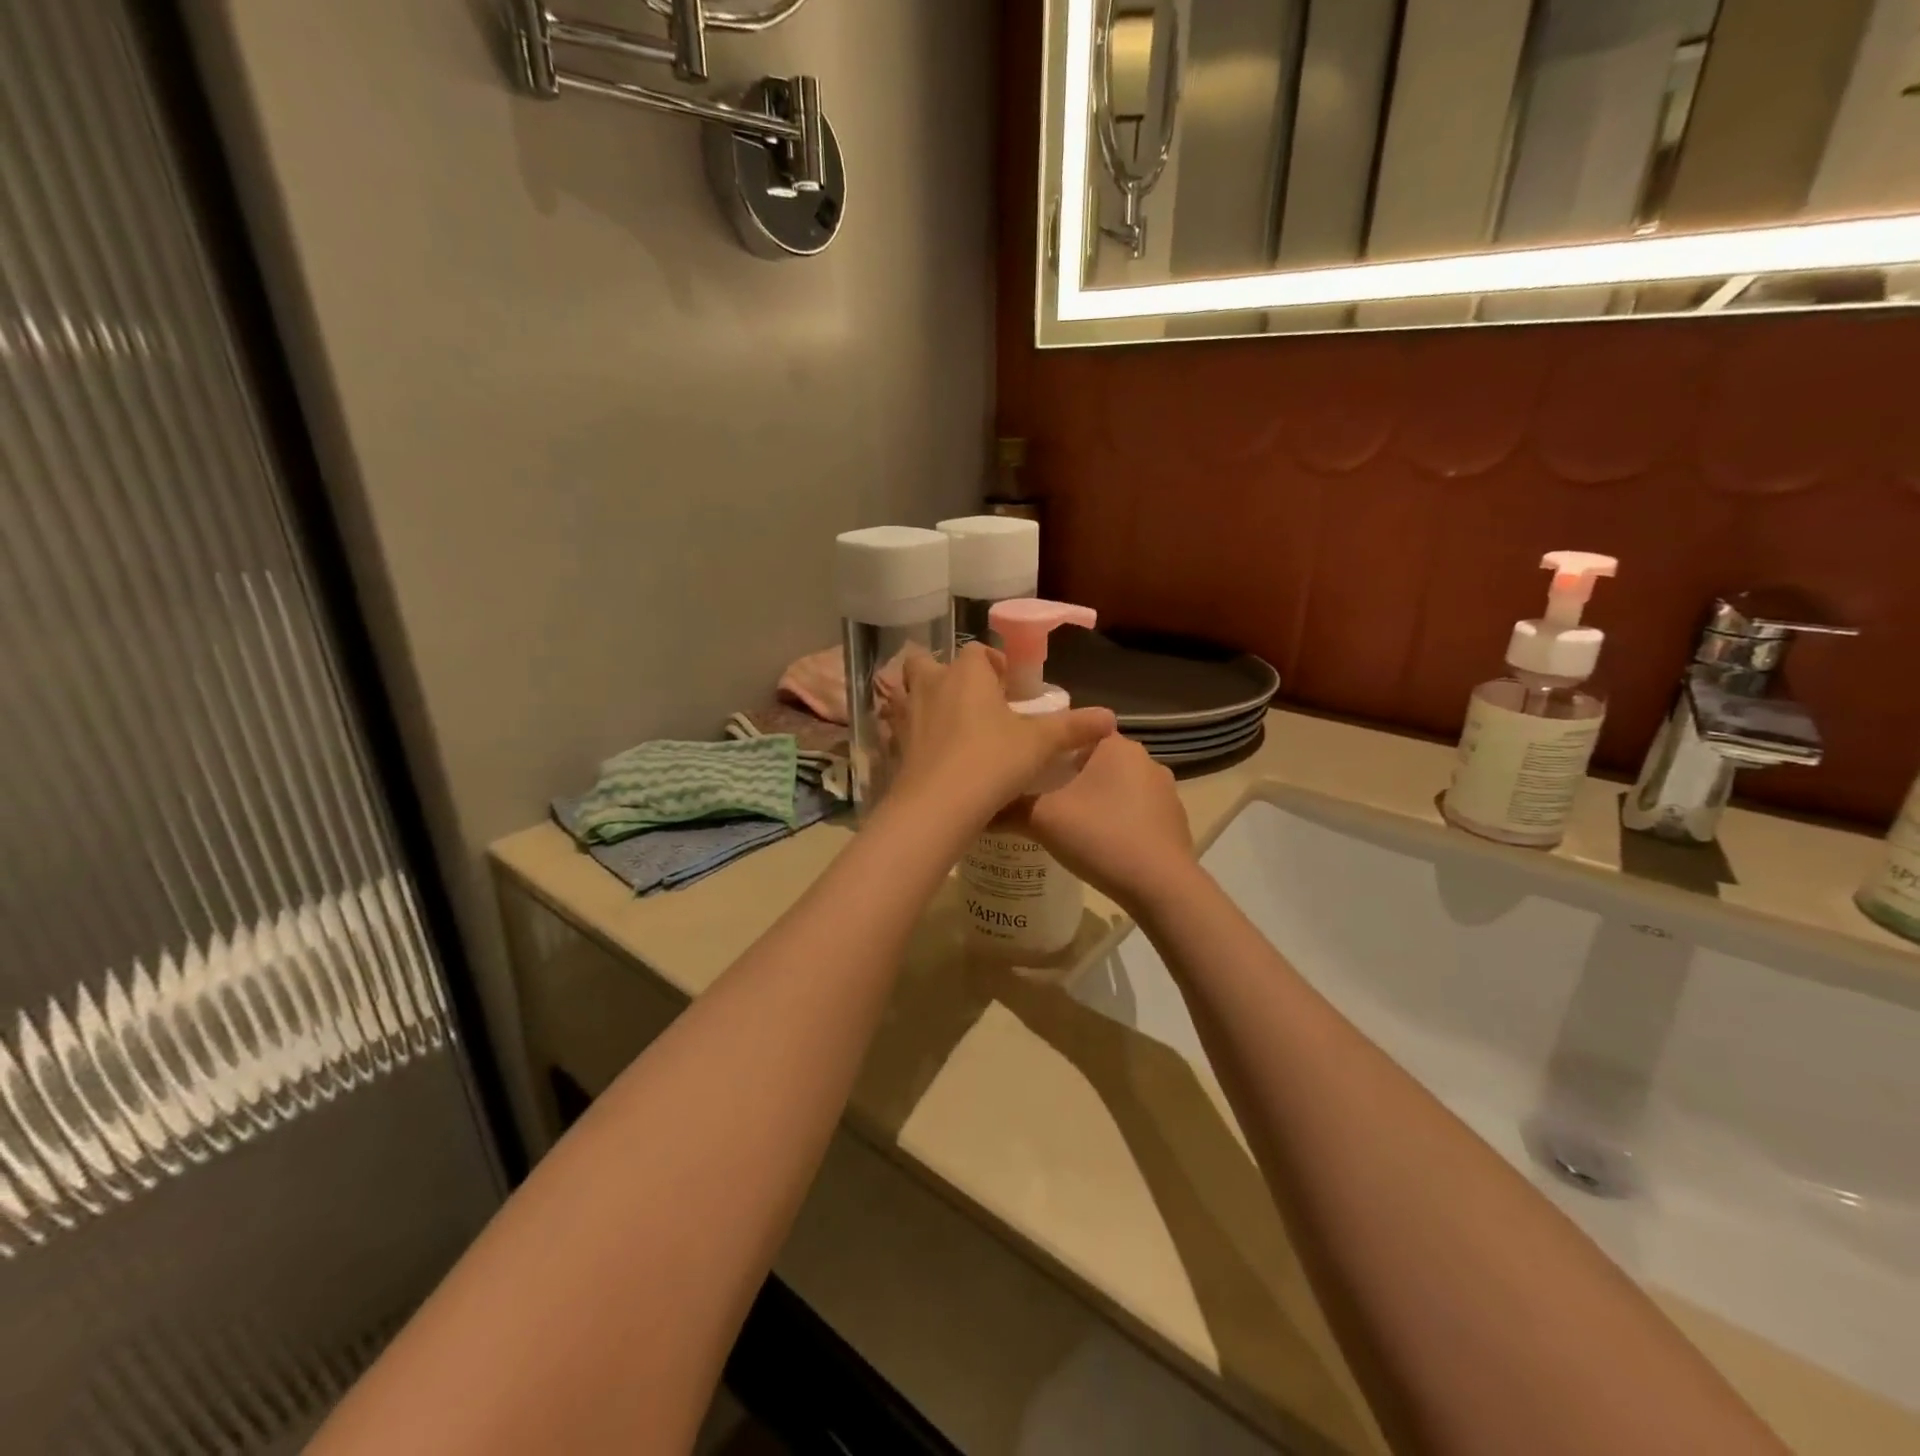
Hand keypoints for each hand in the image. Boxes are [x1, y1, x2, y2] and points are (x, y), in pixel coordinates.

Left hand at [884, 643, 1115, 837]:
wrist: (937, 806)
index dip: (994, 667)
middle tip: (972, 703)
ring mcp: (905, 713)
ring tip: (944, 723)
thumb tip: (1111, 717)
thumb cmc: (991, 762)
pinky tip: (926, 751)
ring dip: (920, 698)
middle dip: (946, 675)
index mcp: (966, 673)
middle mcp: (930, 684)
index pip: (978, 652)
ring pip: (903, 690)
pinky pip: (895, 725)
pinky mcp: (891, 743)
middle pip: (928, 663)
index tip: (1010, 692)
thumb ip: (1073, 728)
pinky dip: (907, 730)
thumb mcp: (1039, 745)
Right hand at [1014, 735, 1195, 912]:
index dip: (1052, 747)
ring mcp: (1165, 791)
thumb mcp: (1042, 819)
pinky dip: (1117, 821)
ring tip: (1068, 824)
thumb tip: (980, 808)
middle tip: (1041, 798)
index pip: (1078, 731)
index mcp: (1117, 746)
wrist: (1160, 887)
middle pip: (1097, 760)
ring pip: (1118, 787)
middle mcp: (1146, 760)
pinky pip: (1136, 812)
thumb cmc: (1100, 837)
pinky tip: (1100, 844)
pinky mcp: (1174, 821)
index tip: (1030, 767)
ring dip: (1096, 800)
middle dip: (1071, 776)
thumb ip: (1009, 808)